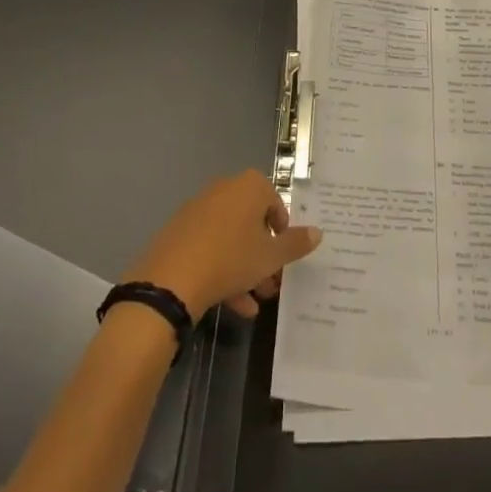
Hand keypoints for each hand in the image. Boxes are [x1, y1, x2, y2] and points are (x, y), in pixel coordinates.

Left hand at [127, 170, 322, 320]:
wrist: (172, 278)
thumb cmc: (231, 258)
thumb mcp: (270, 256)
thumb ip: (295, 244)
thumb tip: (318, 232)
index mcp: (249, 186)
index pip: (275, 202)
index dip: (282, 231)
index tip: (284, 257)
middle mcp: (225, 189)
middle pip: (252, 222)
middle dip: (264, 255)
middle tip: (271, 284)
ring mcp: (200, 209)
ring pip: (231, 238)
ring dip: (245, 268)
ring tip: (253, 301)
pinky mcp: (180, 231)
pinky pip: (210, 246)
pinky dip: (223, 269)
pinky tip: (232, 305)